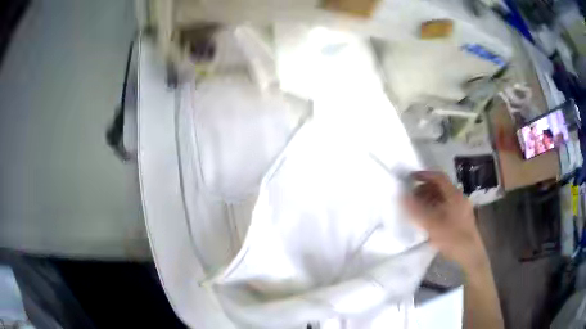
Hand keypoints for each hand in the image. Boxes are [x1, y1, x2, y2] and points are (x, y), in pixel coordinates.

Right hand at [403, 171, 487, 270]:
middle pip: (440, 187)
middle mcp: (459, 198)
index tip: (410, 178)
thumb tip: (401, 197)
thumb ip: (416, 211)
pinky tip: (428, 218)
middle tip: (411, 197)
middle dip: (424, 189)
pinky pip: (446, 206)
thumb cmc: (453, 238)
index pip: (438, 177)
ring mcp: (461, 208)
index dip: (424, 175)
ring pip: (443, 197)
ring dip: (429, 199)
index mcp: (454, 195)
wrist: (470, 255)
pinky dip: (435, 208)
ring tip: (417, 208)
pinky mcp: (461, 218)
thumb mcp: (432, 225)